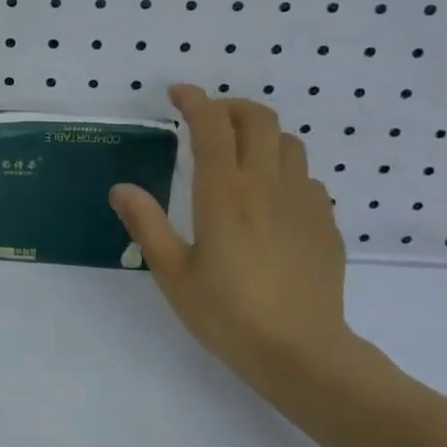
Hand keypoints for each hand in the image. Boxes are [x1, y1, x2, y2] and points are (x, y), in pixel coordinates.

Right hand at [109, 86, 364, 400]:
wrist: (301, 352)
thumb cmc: (227, 314)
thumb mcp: (173, 272)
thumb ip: (146, 224)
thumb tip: (121, 188)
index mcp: (223, 193)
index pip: (211, 125)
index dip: (194, 100)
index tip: (177, 94)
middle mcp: (266, 185)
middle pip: (258, 119)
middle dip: (230, 107)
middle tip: (207, 119)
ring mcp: (302, 202)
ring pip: (288, 143)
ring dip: (261, 135)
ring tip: (239, 153)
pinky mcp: (325, 223)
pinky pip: (306, 178)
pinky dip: (284, 171)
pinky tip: (271, 199)